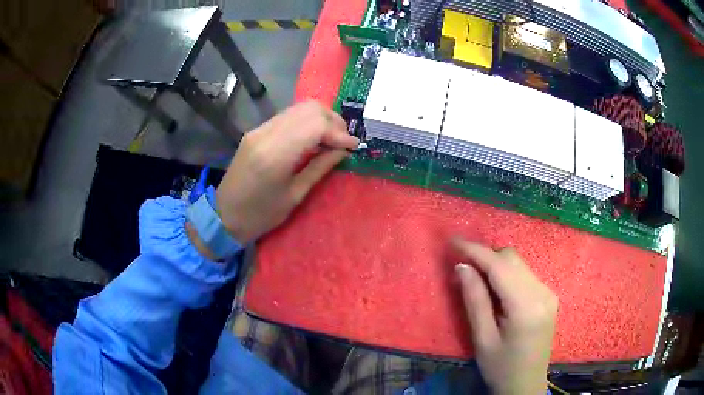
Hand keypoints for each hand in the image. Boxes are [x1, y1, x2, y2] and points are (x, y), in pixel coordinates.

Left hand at [215, 101, 358, 243]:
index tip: (354, 146)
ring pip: (299, 108)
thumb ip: (320, 167)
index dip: (339, 132)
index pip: (316, 125)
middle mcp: (266, 133)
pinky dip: (307, 121)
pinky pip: (288, 116)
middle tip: (345, 141)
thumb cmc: (260, 215)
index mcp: (275, 154)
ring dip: (321, 119)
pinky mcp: (257, 130)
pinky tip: (314, 137)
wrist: (224, 214)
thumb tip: (344, 150)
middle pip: (309, 109)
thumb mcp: (295, 195)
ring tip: (333, 138)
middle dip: (334, 121)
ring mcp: (259, 129)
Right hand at [452, 238, 557, 394]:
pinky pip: (524, 274)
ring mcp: (548, 293)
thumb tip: (462, 266)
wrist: (525, 385)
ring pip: (518, 264)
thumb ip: (474, 300)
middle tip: (462, 267)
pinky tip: (496, 291)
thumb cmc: (500, 368)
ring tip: (476, 280)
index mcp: (526, 306)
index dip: (475, 250)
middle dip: (485, 257)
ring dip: (495, 265)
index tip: (452, 241)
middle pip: (512, 259)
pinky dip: (506, 275)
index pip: (500, 266)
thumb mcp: (482, 339)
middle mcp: (542, 292)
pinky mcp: (548, 297)